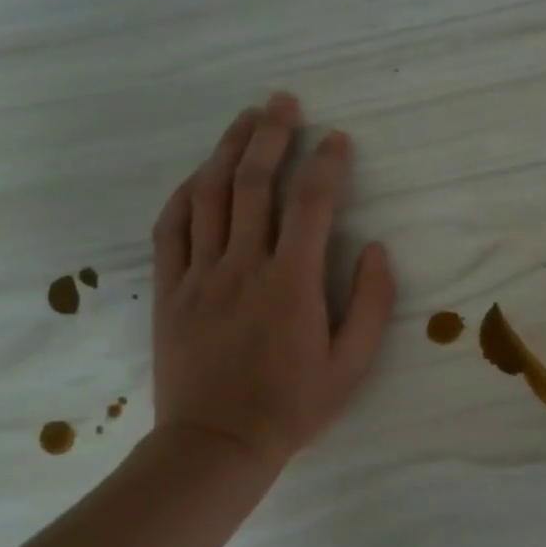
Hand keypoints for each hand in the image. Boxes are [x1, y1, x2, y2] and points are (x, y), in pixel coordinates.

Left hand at [149, 91, 395, 473]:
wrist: (216, 445)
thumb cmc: (293, 406)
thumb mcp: (353, 364)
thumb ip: (372, 303)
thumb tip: (375, 248)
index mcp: (292, 283)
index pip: (311, 205)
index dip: (327, 164)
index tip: (338, 139)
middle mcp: (244, 266)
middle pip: (254, 183)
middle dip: (272, 135)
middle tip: (284, 101)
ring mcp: (200, 274)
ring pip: (211, 195)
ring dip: (229, 150)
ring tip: (246, 118)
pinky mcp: (170, 288)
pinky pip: (171, 227)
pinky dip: (186, 192)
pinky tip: (201, 173)